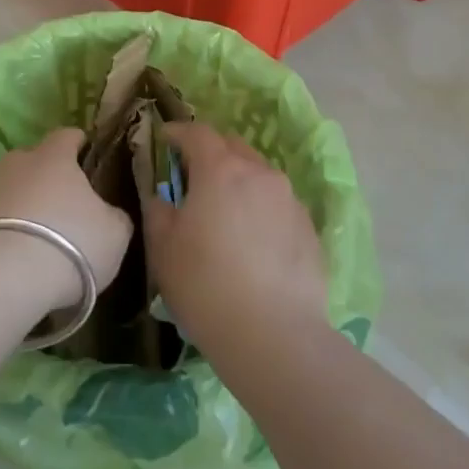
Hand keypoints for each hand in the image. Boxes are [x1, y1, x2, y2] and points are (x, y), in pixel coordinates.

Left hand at [0, 128, 133, 315]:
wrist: (1, 277)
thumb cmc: (71, 243)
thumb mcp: (114, 233)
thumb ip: (114, 215)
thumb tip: (108, 213)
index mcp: (54, 156)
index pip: (67, 135)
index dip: (78, 144)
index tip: (86, 155)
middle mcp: (15, 162)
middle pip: (33, 161)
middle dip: (46, 178)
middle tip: (62, 208)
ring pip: (8, 189)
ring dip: (21, 206)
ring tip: (34, 238)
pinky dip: (1, 232)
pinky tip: (11, 258)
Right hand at [144, 123, 326, 353]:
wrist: (274, 335)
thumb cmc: (205, 285)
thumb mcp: (163, 248)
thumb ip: (158, 211)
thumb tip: (163, 198)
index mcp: (220, 170)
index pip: (198, 133)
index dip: (178, 133)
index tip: (165, 139)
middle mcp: (260, 173)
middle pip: (234, 147)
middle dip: (212, 153)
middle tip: (194, 176)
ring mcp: (290, 200)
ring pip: (260, 175)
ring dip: (240, 181)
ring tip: (227, 211)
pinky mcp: (309, 229)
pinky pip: (279, 204)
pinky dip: (262, 209)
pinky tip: (254, 241)